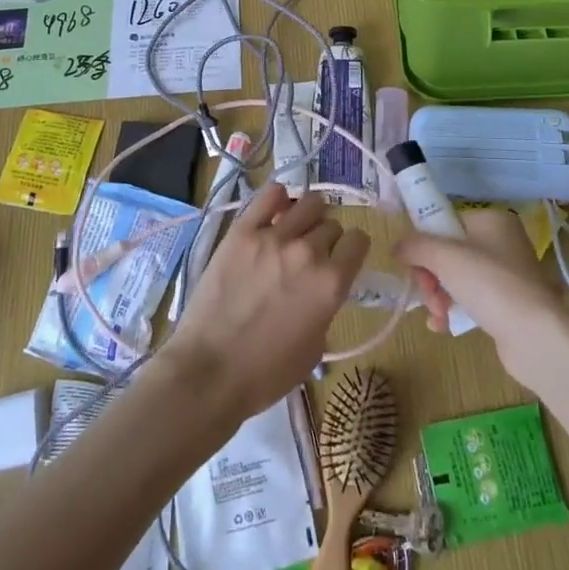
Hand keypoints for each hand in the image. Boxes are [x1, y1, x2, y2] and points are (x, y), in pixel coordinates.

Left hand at [164, 183, 369, 422]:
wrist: (210, 371)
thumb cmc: (266, 373)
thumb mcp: (315, 348)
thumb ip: (326, 307)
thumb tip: (320, 288)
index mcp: (332, 283)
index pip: (358, 241)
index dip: (352, 249)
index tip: (343, 257)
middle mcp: (308, 252)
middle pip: (331, 224)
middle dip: (327, 237)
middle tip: (311, 254)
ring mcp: (273, 237)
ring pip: (307, 203)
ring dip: (308, 215)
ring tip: (296, 229)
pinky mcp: (242, 231)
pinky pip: (269, 195)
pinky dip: (278, 198)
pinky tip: (276, 209)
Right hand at [395, 208, 567, 377]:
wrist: (535, 336)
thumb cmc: (489, 284)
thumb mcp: (444, 257)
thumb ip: (414, 245)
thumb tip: (397, 247)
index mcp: (491, 220)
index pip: (445, 222)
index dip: (425, 243)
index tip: (414, 265)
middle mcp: (502, 242)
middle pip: (448, 253)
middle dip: (430, 277)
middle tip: (428, 296)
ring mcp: (507, 275)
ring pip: (456, 278)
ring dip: (438, 296)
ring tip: (438, 316)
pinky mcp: (508, 304)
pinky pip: (470, 299)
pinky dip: (453, 310)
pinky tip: (444, 326)